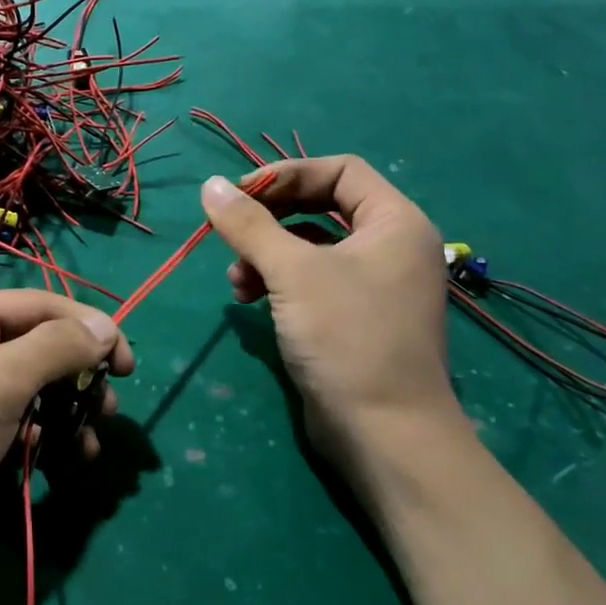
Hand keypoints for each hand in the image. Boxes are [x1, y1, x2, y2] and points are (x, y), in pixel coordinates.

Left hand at [0, 290, 132, 585]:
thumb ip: (55, 348)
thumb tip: (105, 326)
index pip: (42, 305)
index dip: (91, 330)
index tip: (128, 368)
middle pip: (35, 346)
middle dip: (76, 377)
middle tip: (106, 411)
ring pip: (25, 388)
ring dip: (63, 412)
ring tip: (88, 447)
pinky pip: (7, 421)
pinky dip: (36, 435)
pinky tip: (53, 458)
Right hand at [201, 158, 455, 465]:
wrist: (384, 434)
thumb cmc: (346, 337)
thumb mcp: (291, 272)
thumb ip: (248, 223)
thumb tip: (210, 184)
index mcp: (395, 222)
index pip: (340, 170)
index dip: (287, 174)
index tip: (240, 194)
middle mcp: (390, 246)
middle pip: (321, 206)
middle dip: (271, 217)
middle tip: (231, 230)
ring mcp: (373, 284)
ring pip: (310, 247)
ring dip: (266, 253)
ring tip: (235, 279)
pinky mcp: (353, 317)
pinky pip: (310, 280)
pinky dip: (277, 282)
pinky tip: (247, 299)